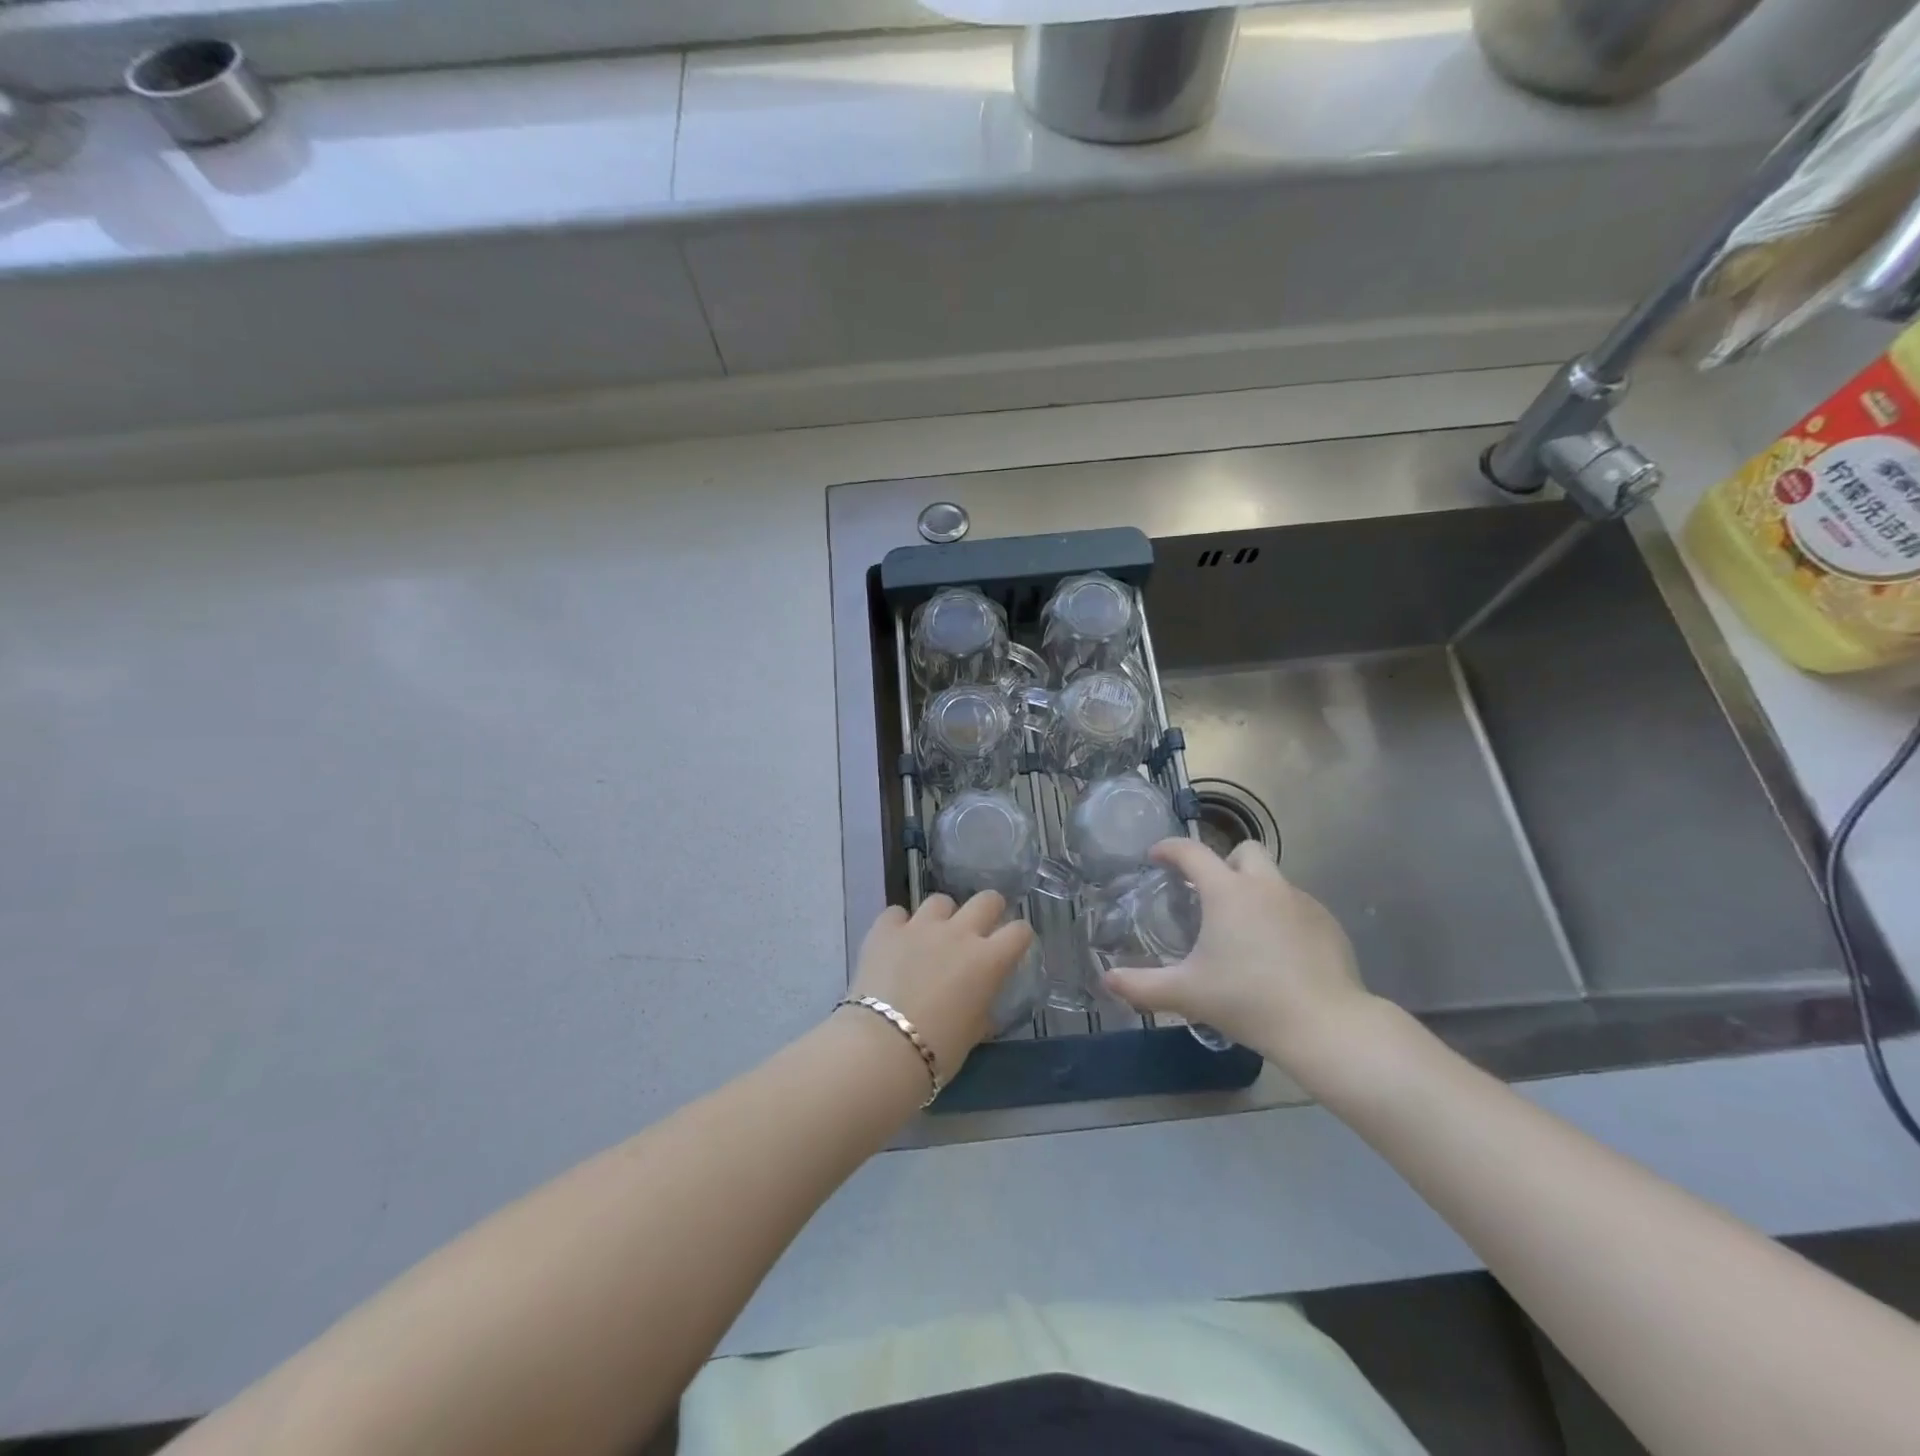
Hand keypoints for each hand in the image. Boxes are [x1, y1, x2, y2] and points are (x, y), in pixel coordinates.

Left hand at [848, 892, 1033, 1084]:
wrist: (883, 1046)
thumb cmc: (939, 1049)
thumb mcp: (974, 1031)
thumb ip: (981, 1005)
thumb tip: (978, 999)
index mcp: (988, 960)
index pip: (1020, 931)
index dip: (1018, 937)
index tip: (1011, 947)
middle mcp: (959, 933)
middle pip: (987, 899)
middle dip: (988, 910)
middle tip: (978, 930)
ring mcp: (921, 926)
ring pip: (940, 901)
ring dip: (941, 917)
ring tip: (931, 937)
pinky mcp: (886, 929)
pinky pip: (896, 914)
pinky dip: (898, 925)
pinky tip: (895, 943)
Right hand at [1103, 838, 1378, 1080]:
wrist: (1325, 1026)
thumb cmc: (1248, 1001)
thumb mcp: (1186, 994)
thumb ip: (1141, 986)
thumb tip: (1107, 980)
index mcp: (1227, 892)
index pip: (1191, 852)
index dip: (1169, 849)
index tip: (1156, 857)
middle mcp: (1266, 886)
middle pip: (1244, 851)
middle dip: (1224, 863)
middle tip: (1210, 895)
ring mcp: (1302, 903)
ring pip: (1274, 880)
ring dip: (1254, 892)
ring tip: (1244, 931)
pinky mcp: (1329, 925)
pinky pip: (1297, 906)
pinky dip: (1282, 917)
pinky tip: (1278, 953)